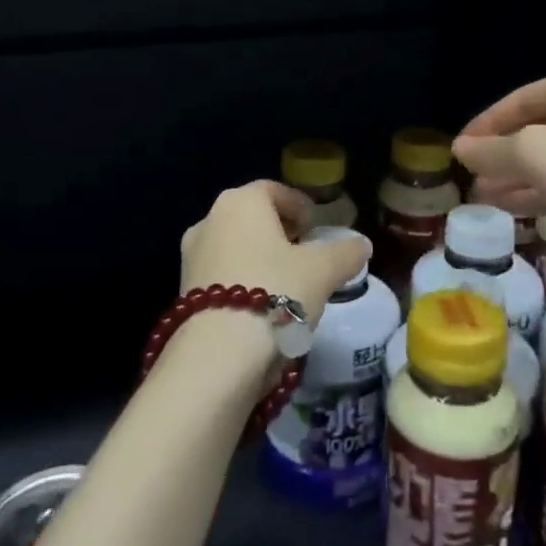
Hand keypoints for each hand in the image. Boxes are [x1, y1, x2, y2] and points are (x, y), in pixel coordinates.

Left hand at [179, 180, 369, 336]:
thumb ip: (345, 252)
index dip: (299, 207)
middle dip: (279, 233)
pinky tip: (261, 308)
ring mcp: (191, 255)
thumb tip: (362, 244)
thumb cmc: (275, 292)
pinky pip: (221, 274)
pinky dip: (242, 281)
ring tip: (287, 286)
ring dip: (259, 258)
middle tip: (305, 255)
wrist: (219, 355)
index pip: (274, 191)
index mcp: (241, 201)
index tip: (316, 228)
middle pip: (252, 218)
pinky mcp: (182, 290)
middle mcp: (209, 219)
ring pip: (235, 246)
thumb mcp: (323, 271)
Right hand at [453, 66, 545, 250]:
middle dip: (501, 155)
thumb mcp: (533, 155)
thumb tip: (460, 149)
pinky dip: (544, 190)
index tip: (458, 152)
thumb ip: (491, 151)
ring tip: (485, 197)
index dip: (483, 126)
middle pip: (537, 127)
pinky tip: (516, 208)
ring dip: (518, 176)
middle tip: (471, 178)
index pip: (518, 99)